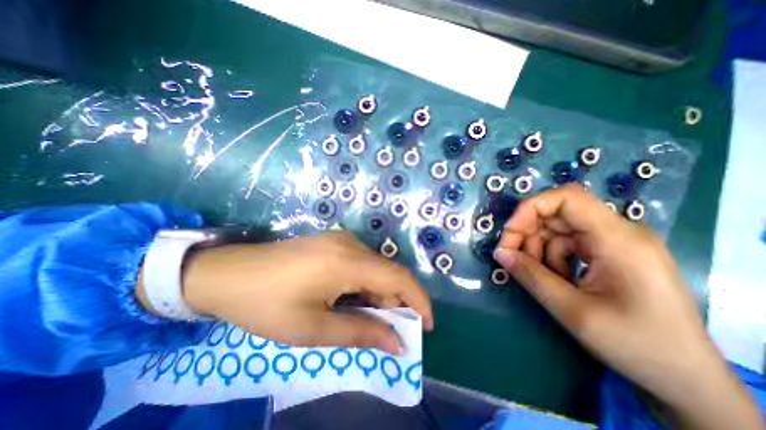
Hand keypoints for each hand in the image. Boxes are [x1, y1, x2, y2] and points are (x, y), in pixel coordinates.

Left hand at [140, 231, 432, 355]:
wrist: (228, 273)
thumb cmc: (267, 304)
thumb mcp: (313, 328)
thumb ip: (360, 333)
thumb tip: (396, 343)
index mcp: (348, 261)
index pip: (398, 278)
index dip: (418, 301)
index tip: (425, 326)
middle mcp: (351, 243)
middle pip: (388, 273)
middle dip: (395, 303)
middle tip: (387, 332)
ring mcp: (341, 239)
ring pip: (375, 267)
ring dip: (378, 294)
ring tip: (365, 318)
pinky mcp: (333, 241)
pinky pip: (361, 262)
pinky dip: (365, 283)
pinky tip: (350, 298)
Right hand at [493, 186, 761, 429]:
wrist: (686, 378)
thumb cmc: (636, 345)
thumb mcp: (572, 311)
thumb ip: (531, 276)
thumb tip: (500, 253)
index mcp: (618, 239)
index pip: (567, 198)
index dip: (530, 209)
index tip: (509, 235)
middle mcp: (617, 232)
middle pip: (556, 213)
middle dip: (527, 232)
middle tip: (511, 257)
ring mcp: (614, 242)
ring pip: (557, 229)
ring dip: (538, 248)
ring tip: (538, 275)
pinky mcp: (608, 252)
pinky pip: (566, 243)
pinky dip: (551, 257)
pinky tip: (556, 278)